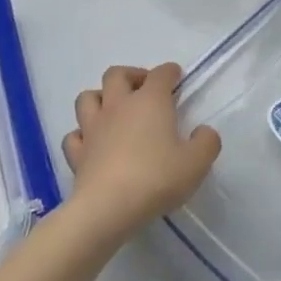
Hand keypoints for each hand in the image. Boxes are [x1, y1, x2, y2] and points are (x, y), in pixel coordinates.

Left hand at [63, 64, 221, 237]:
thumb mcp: (196, 163)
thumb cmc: (156, 178)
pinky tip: (92, 144)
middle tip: (144, 90)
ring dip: (100, 98)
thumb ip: (206, 143)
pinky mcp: (77, 153)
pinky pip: (74, 135)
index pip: (160, 74)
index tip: (176, 77)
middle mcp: (119, 106)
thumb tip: (203, 132)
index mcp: (150, 101)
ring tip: (113, 111)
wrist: (108, 207)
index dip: (170, 72)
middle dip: (131, 75)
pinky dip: (82, 135)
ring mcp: (93, 128)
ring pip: (87, 97)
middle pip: (117, 74)